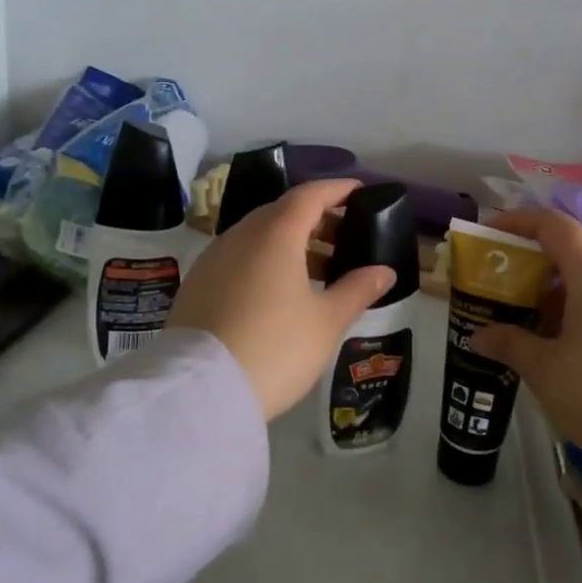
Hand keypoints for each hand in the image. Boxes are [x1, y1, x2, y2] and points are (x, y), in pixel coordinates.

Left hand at [169, 179, 396, 420]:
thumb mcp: (326, 322)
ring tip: (319, 270)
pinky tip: (279, 291)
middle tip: (344, 236)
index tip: (359, 192)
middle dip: (316, 218)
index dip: (337, 190)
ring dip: (290, 242)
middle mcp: (241, 235)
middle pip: (282, 212)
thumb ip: (357, 290)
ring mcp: (213, 259)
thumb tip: (384, 271)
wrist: (199, 392)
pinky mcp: (197, 284)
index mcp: (275, 234)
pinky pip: (239, 257)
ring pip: (258, 235)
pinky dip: (265, 260)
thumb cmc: (274, 348)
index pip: (310, 195)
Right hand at [470, 208, 581, 496]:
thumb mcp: (546, 370)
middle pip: (573, 253)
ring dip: (556, 294)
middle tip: (501, 289)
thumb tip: (480, 336)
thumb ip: (510, 344)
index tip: (490, 234)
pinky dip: (580, 312)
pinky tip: (564, 348)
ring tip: (527, 323)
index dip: (519, 222)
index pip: (554, 225)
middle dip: (533, 265)